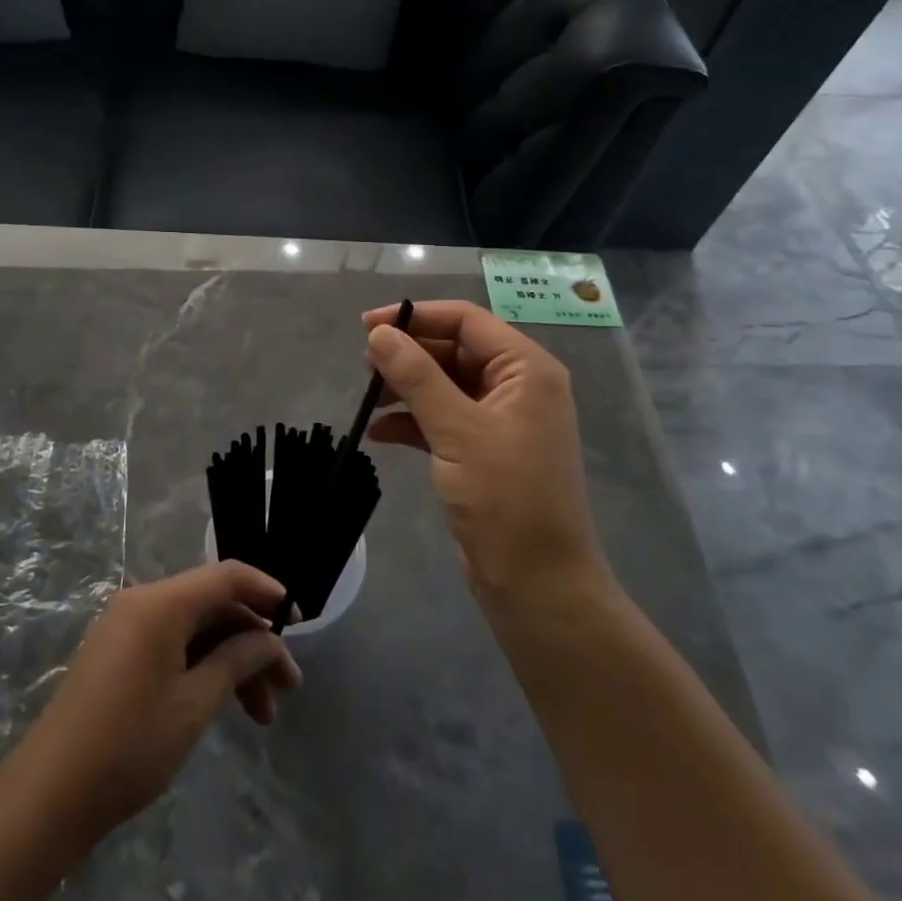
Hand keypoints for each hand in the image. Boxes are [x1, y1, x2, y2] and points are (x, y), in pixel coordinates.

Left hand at [11, 562, 302, 840]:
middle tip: (286, 687)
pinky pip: (172, 643)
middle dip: (253, 642)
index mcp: (161, 603)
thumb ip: (237, 661)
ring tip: (262, 715)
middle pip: (212, 605)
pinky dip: (202, 667)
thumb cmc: (129, 745)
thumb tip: (268, 641)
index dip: (266, 591)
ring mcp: (126, 626)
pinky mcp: (117, 652)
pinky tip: (223, 704)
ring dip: (231, 661)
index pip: (226, 576)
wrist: (49, 795)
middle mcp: (142, 602)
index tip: (297, 620)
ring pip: (195, 629)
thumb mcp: (194, 704)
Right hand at [361, 300, 608, 605]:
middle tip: (364, 366)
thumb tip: (379, 333)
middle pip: (453, 349)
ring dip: (406, 387)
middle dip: (408, 354)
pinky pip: (441, 418)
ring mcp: (498, 420)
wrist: (537, 584)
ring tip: (368, 398)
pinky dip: (411, 421)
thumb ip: (417, 376)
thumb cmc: (506, 499)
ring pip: (443, 384)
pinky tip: (379, 432)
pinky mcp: (481, 450)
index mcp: (525, 369)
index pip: (466, 321)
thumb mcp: (457, 431)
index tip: (367, 326)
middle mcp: (516, 386)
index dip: (416, 316)